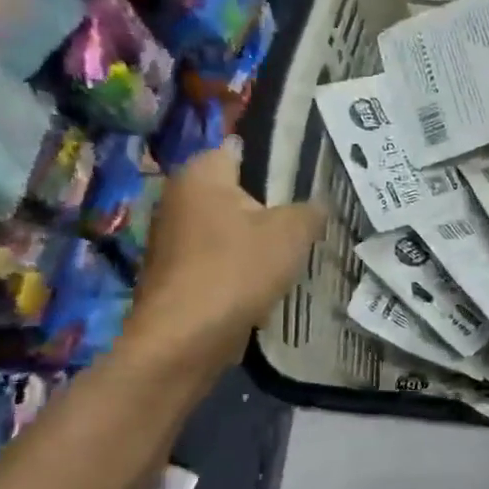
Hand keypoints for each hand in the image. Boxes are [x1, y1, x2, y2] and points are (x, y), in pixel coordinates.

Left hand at [120, 140, 322, 375]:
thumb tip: (317, 205)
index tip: (309, 183)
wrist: (185, 339)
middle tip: (307, 221)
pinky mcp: (175, 273)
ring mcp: (172, 238)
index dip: (279, 163)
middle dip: (270, 207)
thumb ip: (310, 210)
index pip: (244, 150)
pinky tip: (265, 284)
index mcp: (201, 173)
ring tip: (291, 255)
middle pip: (238, 192)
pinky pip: (218, 259)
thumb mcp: (292, 232)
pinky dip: (239, 268)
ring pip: (229, 229)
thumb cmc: (237, 270)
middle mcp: (178, 197)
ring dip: (256, 241)